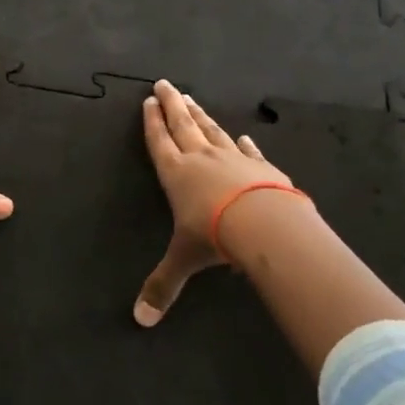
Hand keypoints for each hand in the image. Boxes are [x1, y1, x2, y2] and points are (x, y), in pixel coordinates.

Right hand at [134, 79, 301, 325]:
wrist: (264, 224)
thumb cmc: (214, 236)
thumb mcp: (184, 261)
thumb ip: (163, 286)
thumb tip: (140, 320)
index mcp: (176, 174)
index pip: (159, 141)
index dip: (152, 122)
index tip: (148, 101)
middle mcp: (201, 159)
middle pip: (183, 125)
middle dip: (172, 105)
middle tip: (165, 84)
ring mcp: (234, 159)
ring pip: (212, 130)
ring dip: (200, 114)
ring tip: (192, 99)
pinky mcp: (261, 167)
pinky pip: (247, 150)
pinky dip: (241, 142)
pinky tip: (240, 135)